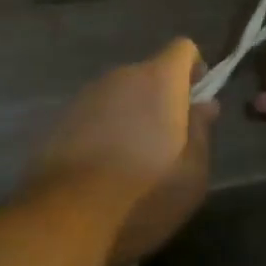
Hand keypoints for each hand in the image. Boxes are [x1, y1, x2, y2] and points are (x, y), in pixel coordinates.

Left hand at [23, 38, 219, 265]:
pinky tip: (104, 167)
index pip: (182, 49)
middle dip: (162, 98)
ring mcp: (86, 96)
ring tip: (134, 159)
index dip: (194, 69)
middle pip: (149, 73)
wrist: (67, 217)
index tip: (197, 101)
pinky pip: (94, 114)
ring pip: (120, 94)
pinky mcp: (61, 119)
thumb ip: (202, 130)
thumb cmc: (145, 194)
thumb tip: (204, 104)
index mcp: (158, 81)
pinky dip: (104, 129)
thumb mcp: (193, 173)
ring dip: (131, 114)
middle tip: (169, 141)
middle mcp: (120, 77)